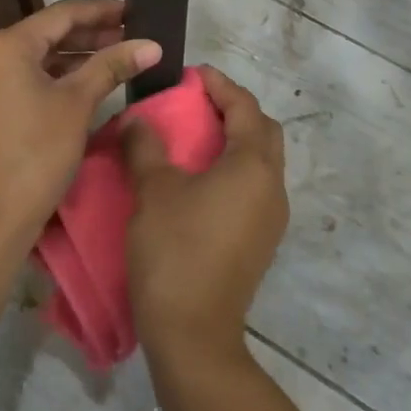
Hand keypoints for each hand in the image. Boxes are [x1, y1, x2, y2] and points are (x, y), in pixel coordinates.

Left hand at [0, 0, 160, 266]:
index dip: (101, 10)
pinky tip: (80, 84)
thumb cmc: (34, 156)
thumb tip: (151, 44)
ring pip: (33, 59)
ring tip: (113, 57)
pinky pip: (21, 80)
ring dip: (72, 57)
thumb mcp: (77, 105)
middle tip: (130, 36)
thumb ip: (112, 66)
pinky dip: (51, 78)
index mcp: (4, 46)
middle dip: (89, 35)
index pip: (61, 15)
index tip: (133, 11)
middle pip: (45, 34)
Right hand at [123, 65, 287, 362]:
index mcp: (253, 166)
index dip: (220, 85)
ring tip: (193, 136)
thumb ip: (146, 145)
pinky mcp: (260, 241)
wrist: (194, 334)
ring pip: (260, 161)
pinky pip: (252, 187)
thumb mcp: (153, 190)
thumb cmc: (175, 251)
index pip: (245, 107)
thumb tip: (138, 119)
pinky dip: (232, 168)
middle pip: (263, 131)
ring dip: (234, 140)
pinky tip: (199, 178)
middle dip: (234, 110)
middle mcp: (273, 187)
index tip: (191, 75)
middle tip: (196, 103)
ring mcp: (270, 218)